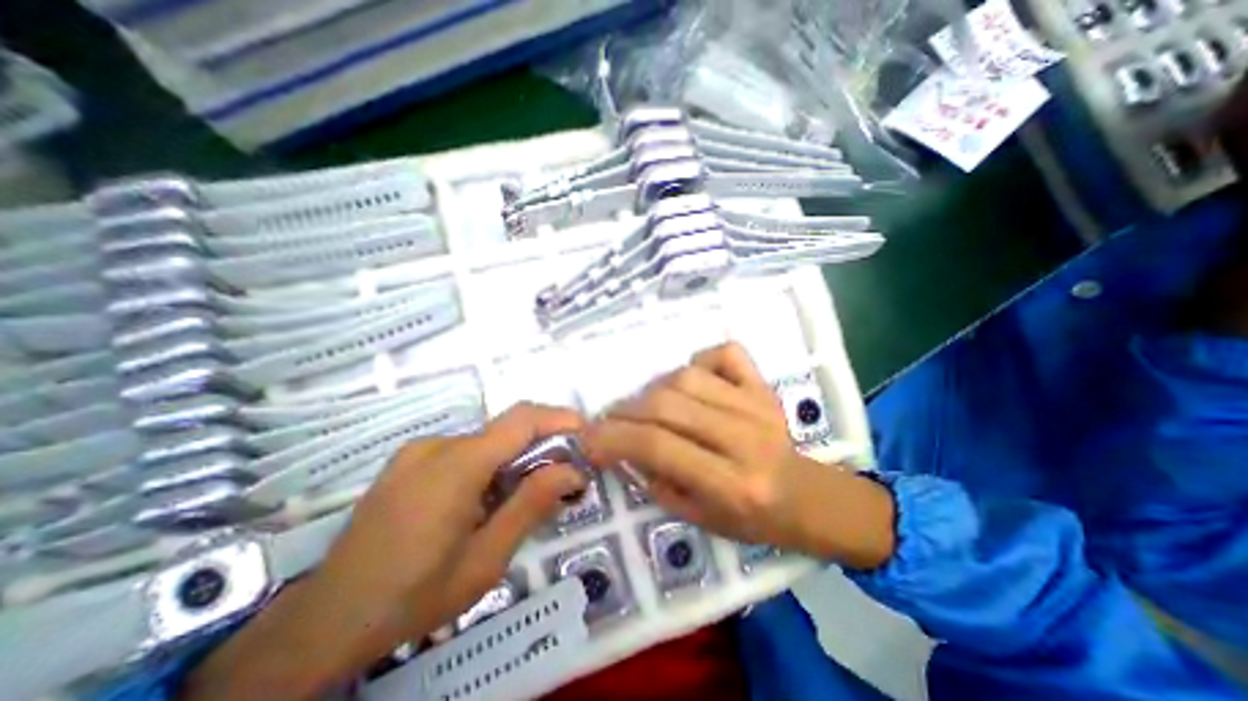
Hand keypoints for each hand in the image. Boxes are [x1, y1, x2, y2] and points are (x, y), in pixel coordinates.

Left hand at [184, 401, 588, 697]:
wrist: (323, 621)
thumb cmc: (412, 595)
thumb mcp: (486, 559)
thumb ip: (531, 505)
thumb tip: (572, 470)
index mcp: (457, 465)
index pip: (520, 420)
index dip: (558, 417)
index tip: (586, 432)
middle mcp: (438, 444)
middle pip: (505, 429)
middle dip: (542, 443)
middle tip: (564, 473)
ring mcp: (419, 450)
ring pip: (486, 441)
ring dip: (515, 458)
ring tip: (524, 494)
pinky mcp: (409, 460)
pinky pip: (464, 450)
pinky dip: (490, 464)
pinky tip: (485, 499)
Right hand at [580, 342, 891, 570]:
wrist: (811, 499)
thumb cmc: (753, 520)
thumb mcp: (698, 518)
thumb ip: (656, 480)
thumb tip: (625, 446)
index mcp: (732, 483)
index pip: (658, 446)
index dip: (614, 438)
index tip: (588, 438)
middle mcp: (745, 439)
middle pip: (668, 404)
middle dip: (625, 411)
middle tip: (611, 420)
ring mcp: (758, 405)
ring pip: (688, 377)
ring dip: (654, 389)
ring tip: (648, 406)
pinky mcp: (765, 387)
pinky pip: (725, 354)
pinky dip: (700, 360)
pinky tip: (693, 380)